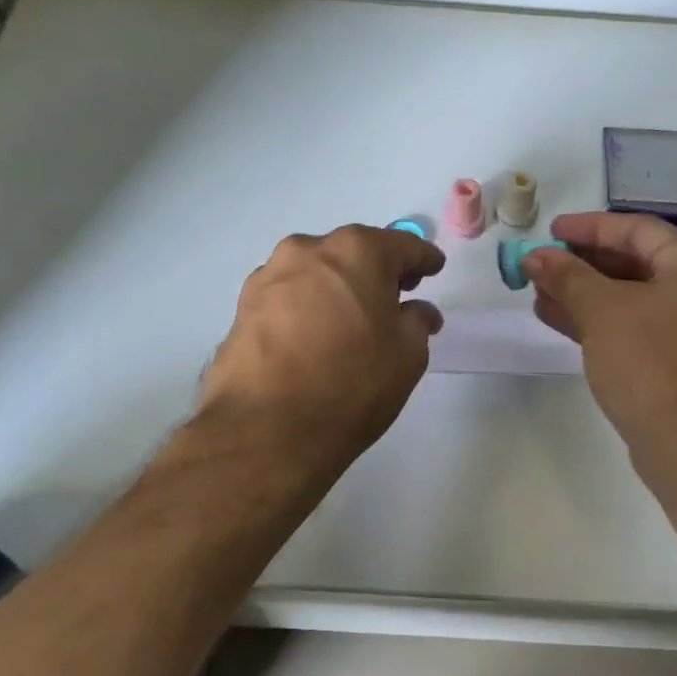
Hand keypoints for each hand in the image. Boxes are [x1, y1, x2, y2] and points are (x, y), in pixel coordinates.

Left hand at [199, 225, 445, 470]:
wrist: (265, 430)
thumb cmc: (352, 384)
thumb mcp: (407, 356)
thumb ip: (417, 322)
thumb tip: (416, 311)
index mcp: (357, 251)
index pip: (402, 245)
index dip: (423, 258)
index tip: (434, 268)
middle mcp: (308, 251)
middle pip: (354, 252)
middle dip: (377, 270)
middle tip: (396, 295)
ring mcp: (269, 277)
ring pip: (316, 273)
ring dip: (338, 288)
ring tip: (352, 319)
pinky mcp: (243, 308)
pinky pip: (288, 298)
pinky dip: (307, 308)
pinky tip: (315, 336)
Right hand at [523, 212, 676, 471]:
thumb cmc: (650, 363)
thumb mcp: (602, 310)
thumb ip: (567, 276)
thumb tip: (535, 256)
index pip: (638, 230)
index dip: (590, 227)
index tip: (551, 230)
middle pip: (634, 263)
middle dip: (582, 264)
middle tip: (541, 264)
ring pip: (630, 298)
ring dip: (584, 294)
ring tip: (538, 292)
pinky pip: (634, 327)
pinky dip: (598, 321)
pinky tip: (557, 320)